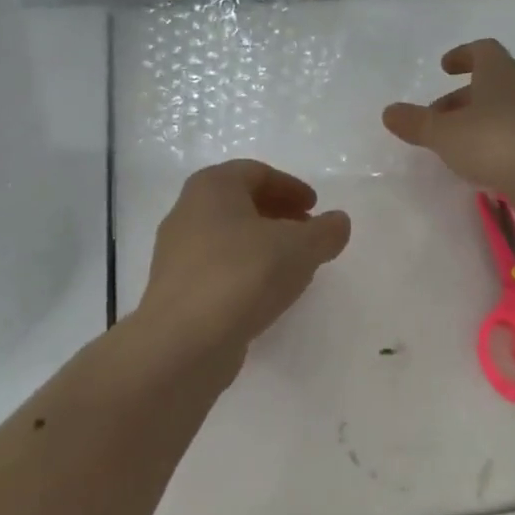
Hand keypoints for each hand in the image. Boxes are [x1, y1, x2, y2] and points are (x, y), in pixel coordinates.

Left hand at [135, 159, 351, 377]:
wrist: (183, 341)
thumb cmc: (243, 275)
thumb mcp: (299, 248)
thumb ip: (325, 232)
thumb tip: (338, 222)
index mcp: (212, 187)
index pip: (256, 173)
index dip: (290, 187)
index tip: (315, 208)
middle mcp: (187, 212)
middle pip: (239, 203)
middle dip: (277, 214)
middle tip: (307, 233)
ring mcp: (176, 253)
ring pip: (228, 237)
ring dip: (262, 245)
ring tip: (293, 266)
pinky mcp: (176, 290)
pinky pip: (217, 268)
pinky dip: (245, 271)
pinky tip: (266, 294)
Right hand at [381, 39, 514, 207]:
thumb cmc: (493, 142)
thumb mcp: (444, 133)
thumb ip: (416, 123)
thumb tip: (389, 112)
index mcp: (499, 73)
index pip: (483, 50)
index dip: (462, 55)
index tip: (444, 68)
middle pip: (490, 83)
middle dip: (461, 97)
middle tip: (436, 116)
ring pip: (501, 110)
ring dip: (476, 121)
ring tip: (451, 144)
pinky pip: (513, 136)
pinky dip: (492, 142)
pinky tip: (477, 164)